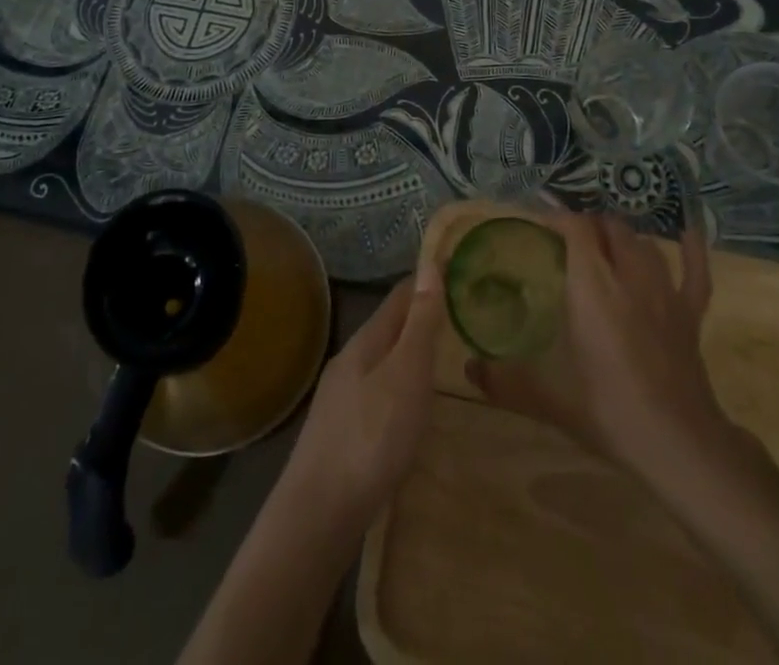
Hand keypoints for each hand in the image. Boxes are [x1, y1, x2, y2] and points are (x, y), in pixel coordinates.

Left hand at [278, 259, 443, 534]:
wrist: (319, 514)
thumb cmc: (372, 436)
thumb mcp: (406, 374)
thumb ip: (419, 323)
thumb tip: (429, 264)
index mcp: (366, 341)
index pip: (400, 296)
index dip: (428, 281)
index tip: (458, 273)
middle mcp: (350, 361)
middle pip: (389, 327)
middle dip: (421, 318)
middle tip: (460, 317)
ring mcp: (341, 398)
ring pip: (382, 362)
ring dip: (409, 354)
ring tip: (442, 359)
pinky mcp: (340, 432)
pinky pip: (377, 393)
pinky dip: (399, 386)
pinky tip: (410, 407)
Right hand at [467, 214, 744, 485]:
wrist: (679, 444)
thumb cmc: (609, 412)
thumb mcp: (549, 398)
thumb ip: (505, 381)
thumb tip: (469, 368)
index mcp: (592, 285)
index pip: (574, 228)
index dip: (555, 218)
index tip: (536, 224)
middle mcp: (628, 274)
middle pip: (609, 228)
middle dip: (586, 225)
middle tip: (565, 241)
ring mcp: (664, 290)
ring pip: (643, 243)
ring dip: (622, 238)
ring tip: (605, 245)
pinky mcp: (690, 312)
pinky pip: (694, 270)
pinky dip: (691, 249)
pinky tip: (688, 232)